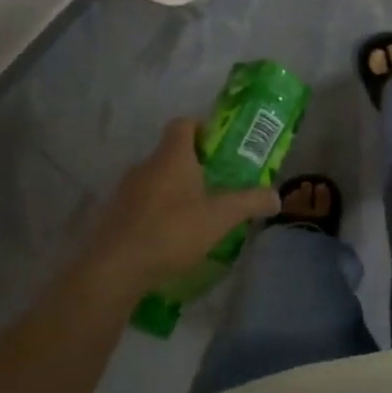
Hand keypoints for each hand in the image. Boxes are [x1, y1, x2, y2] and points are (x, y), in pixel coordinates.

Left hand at [79, 118, 279, 289]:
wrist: (116, 268)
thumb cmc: (173, 231)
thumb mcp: (221, 217)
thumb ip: (250, 202)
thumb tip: (276, 197)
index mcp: (172, 156)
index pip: (184, 124)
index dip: (202, 129)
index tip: (219, 148)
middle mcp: (146, 165)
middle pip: (171, 153)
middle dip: (194, 166)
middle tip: (217, 186)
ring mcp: (126, 190)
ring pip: (156, 180)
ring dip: (175, 191)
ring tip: (197, 215)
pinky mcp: (115, 215)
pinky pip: (142, 204)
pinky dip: (158, 212)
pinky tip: (171, 237)